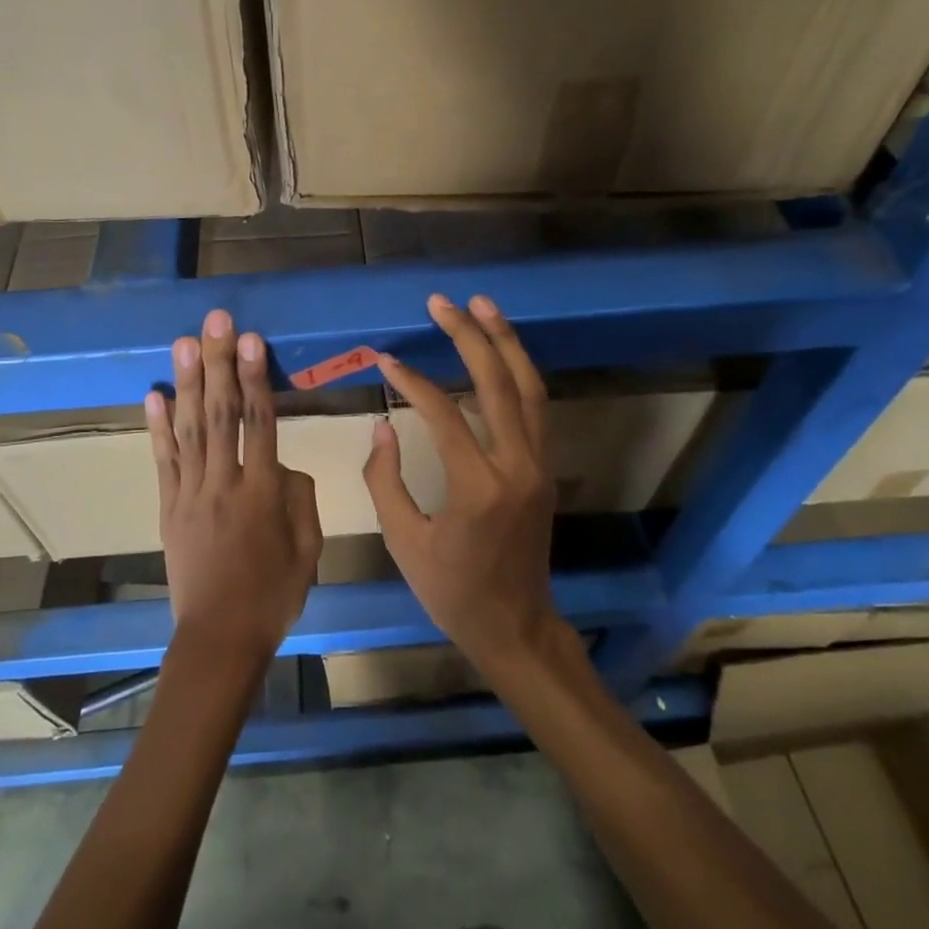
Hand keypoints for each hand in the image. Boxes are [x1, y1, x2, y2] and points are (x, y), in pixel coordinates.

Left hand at [148, 309, 322, 668]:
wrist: (220, 637)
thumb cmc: (273, 594)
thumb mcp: (309, 548)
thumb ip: (300, 498)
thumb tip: (283, 464)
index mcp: (264, 492)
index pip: (260, 421)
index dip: (255, 377)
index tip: (251, 340)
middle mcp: (225, 482)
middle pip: (221, 413)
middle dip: (219, 363)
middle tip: (216, 322)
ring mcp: (191, 493)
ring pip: (189, 429)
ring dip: (186, 382)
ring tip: (184, 342)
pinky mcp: (169, 507)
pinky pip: (163, 461)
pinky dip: (157, 427)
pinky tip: (153, 394)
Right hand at [362, 294, 567, 674]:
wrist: (515, 626)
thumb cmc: (452, 591)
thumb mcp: (404, 542)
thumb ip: (386, 479)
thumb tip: (384, 425)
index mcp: (478, 488)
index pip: (443, 413)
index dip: (411, 381)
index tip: (386, 359)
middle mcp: (517, 467)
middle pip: (497, 384)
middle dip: (470, 336)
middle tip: (443, 302)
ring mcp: (538, 465)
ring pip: (529, 389)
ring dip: (506, 343)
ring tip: (483, 305)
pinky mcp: (544, 469)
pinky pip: (535, 408)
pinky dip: (517, 373)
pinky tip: (499, 352)